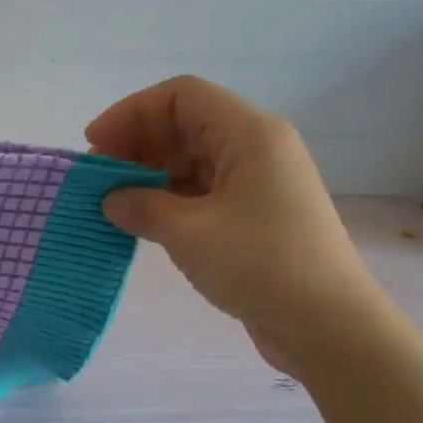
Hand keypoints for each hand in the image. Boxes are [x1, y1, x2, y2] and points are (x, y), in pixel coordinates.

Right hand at [86, 76, 379, 368]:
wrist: (327, 325)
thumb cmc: (259, 265)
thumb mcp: (189, 233)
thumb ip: (142, 207)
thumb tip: (111, 200)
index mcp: (249, 134)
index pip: (180, 97)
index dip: (131, 113)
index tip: (95, 143)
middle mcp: (256, 147)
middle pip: (185, 125)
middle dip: (136, 144)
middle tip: (98, 178)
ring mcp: (258, 182)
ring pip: (192, 159)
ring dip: (149, 174)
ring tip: (113, 202)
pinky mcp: (255, 214)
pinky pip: (203, 190)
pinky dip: (169, 199)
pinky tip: (143, 221)